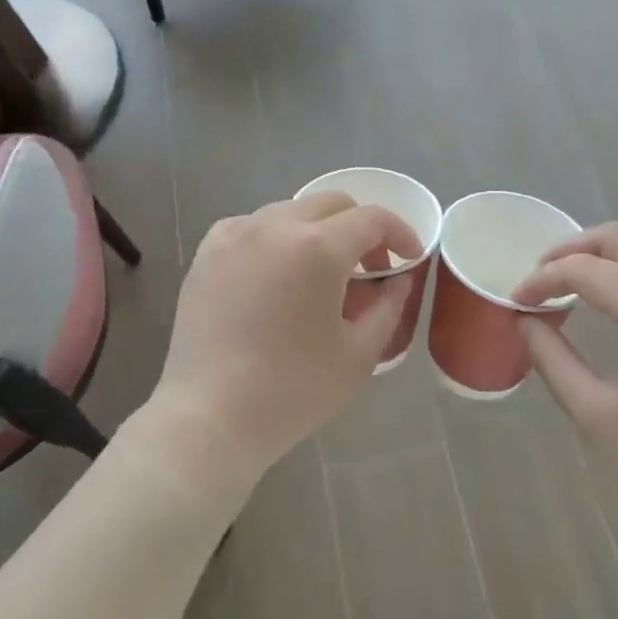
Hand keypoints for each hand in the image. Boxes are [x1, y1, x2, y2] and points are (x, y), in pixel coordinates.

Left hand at [134, 193, 421, 496]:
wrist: (211, 414)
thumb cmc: (293, 390)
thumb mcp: (358, 354)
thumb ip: (387, 307)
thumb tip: (398, 280)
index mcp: (318, 247)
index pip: (372, 219)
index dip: (400, 233)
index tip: (409, 258)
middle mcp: (274, 225)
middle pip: (332, 204)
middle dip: (360, 230)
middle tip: (368, 271)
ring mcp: (235, 234)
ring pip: (290, 212)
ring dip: (317, 233)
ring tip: (319, 277)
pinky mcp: (207, 252)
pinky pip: (252, 227)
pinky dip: (275, 240)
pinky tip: (275, 276)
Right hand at [512, 224, 617, 546]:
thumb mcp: (599, 415)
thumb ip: (554, 359)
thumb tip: (526, 322)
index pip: (586, 270)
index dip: (542, 280)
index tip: (515, 302)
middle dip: (572, 250)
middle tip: (539, 278)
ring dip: (605, 254)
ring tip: (571, 282)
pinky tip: (614, 298)